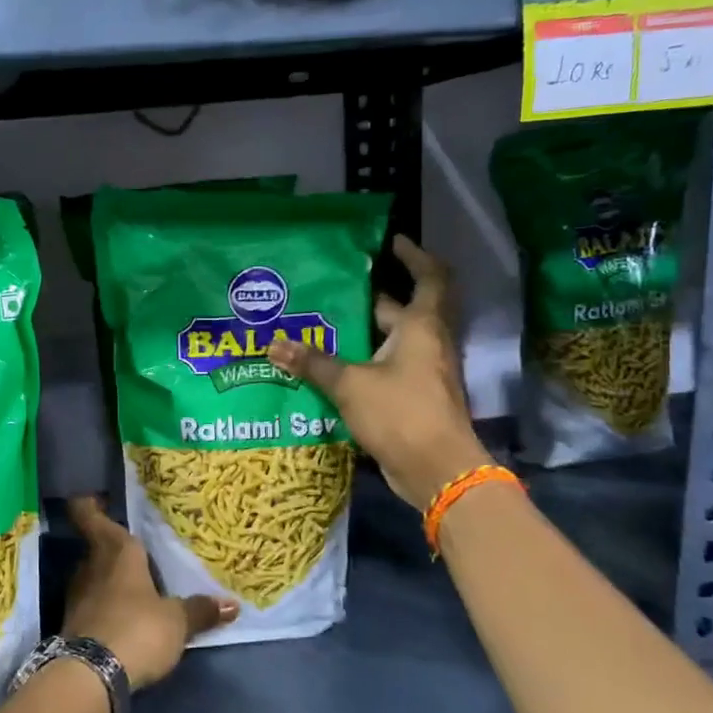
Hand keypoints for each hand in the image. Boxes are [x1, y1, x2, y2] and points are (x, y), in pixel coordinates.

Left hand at [62, 496, 233, 688]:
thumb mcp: (177, 622)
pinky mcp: (71, 625)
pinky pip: (90, 604)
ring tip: (131, 582)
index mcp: (117, 552)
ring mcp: (77, 596)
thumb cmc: (137, 629)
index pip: (91, 517)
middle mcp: (92, 566)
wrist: (91, 675)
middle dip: (110, 547)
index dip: (89, 506)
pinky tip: (120, 614)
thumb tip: (232, 604)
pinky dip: (102, 605)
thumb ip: (200, 610)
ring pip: (92, 575)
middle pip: (96, 547)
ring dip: (106, 577)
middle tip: (133, 547)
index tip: (93, 498)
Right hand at [267, 235, 487, 506]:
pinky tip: (333, 367)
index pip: (429, 278)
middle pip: (403, 310)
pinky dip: (365, 362)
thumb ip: (313, 363)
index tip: (391, 242)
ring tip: (323, 325)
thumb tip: (274, 344)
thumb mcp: (350, 384)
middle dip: (370, 298)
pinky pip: (388, 369)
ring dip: (365, 332)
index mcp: (422, 327)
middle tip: (333, 288)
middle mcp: (428, 344)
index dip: (414, 257)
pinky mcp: (415, 398)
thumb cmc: (401, 413)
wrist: (438, 470)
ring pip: (393, 341)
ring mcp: (424, 373)